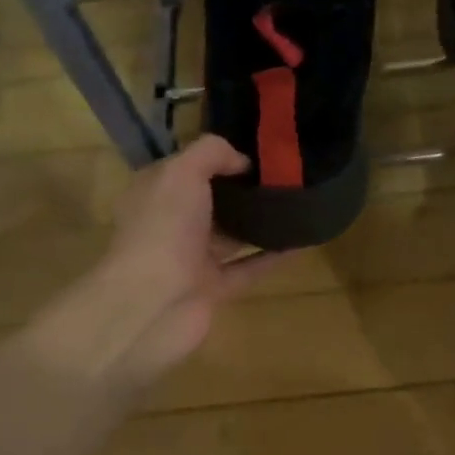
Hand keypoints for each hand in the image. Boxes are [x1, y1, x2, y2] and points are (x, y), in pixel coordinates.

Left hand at [28, 135, 279, 395]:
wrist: (153, 303)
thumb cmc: (163, 228)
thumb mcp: (182, 172)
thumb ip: (211, 153)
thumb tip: (242, 160)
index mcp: (155, 193)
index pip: (186, 167)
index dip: (217, 157)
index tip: (256, 150)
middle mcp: (171, 224)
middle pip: (210, 201)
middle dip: (242, 189)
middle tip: (284, 174)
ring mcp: (191, 259)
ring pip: (230, 235)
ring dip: (259, 223)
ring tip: (296, 204)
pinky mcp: (213, 288)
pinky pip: (248, 267)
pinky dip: (272, 256)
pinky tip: (301, 242)